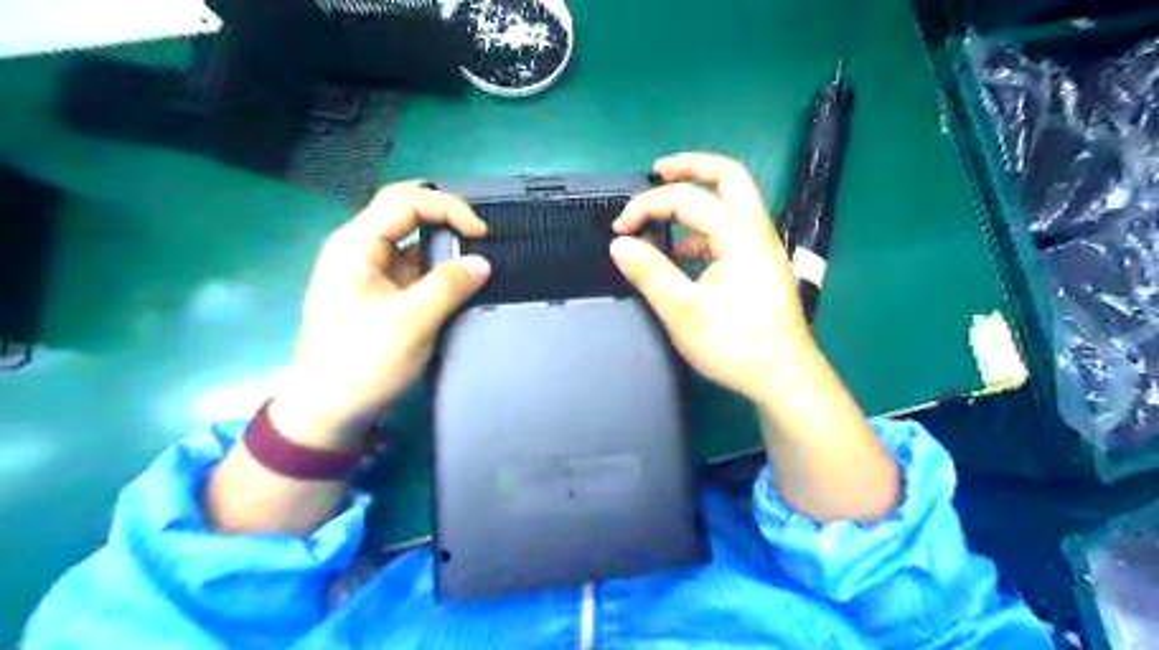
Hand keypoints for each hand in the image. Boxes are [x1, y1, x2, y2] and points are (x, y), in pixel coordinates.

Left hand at [269, 181, 487, 447]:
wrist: (329, 412)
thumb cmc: (361, 364)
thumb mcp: (409, 323)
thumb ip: (448, 287)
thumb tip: (483, 262)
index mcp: (355, 246)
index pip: (404, 201)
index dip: (446, 206)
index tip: (482, 232)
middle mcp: (362, 251)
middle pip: (408, 214)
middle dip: (447, 219)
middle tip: (482, 237)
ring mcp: (374, 274)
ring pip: (415, 243)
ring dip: (447, 247)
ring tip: (479, 259)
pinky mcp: (386, 296)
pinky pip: (418, 271)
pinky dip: (442, 271)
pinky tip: (464, 282)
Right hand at [609, 152, 806, 402]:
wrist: (783, 377)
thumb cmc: (735, 345)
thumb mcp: (683, 311)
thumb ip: (650, 273)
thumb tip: (619, 244)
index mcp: (738, 234)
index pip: (686, 199)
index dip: (646, 207)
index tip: (619, 230)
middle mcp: (756, 230)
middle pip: (727, 176)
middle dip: (690, 167)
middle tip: (657, 170)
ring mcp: (762, 247)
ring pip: (732, 201)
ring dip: (698, 196)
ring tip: (664, 207)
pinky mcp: (760, 264)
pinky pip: (730, 229)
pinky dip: (703, 227)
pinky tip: (681, 251)